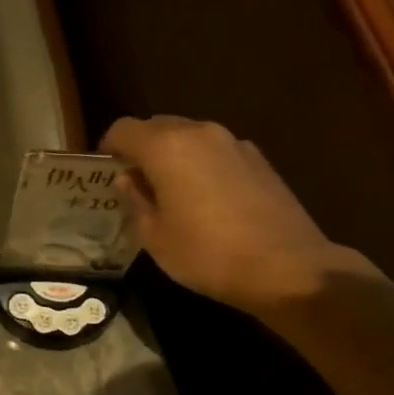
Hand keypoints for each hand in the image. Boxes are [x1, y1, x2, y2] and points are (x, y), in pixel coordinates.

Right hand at [101, 115, 377, 314]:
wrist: (288, 268)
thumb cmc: (208, 254)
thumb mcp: (155, 236)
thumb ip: (136, 199)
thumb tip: (128, 179)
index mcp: (166, 147)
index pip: (123, 129)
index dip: (108, 148)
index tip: (105, 172)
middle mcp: (199, 133)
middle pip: (157, 126)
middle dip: (140, 148)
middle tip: (134, 183)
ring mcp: (234, 142)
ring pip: (189, 136)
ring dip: (172, 155)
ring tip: (170, 191)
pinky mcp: (259, 159)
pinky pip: (215, 150)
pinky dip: (200, 163)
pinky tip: (205, 198)